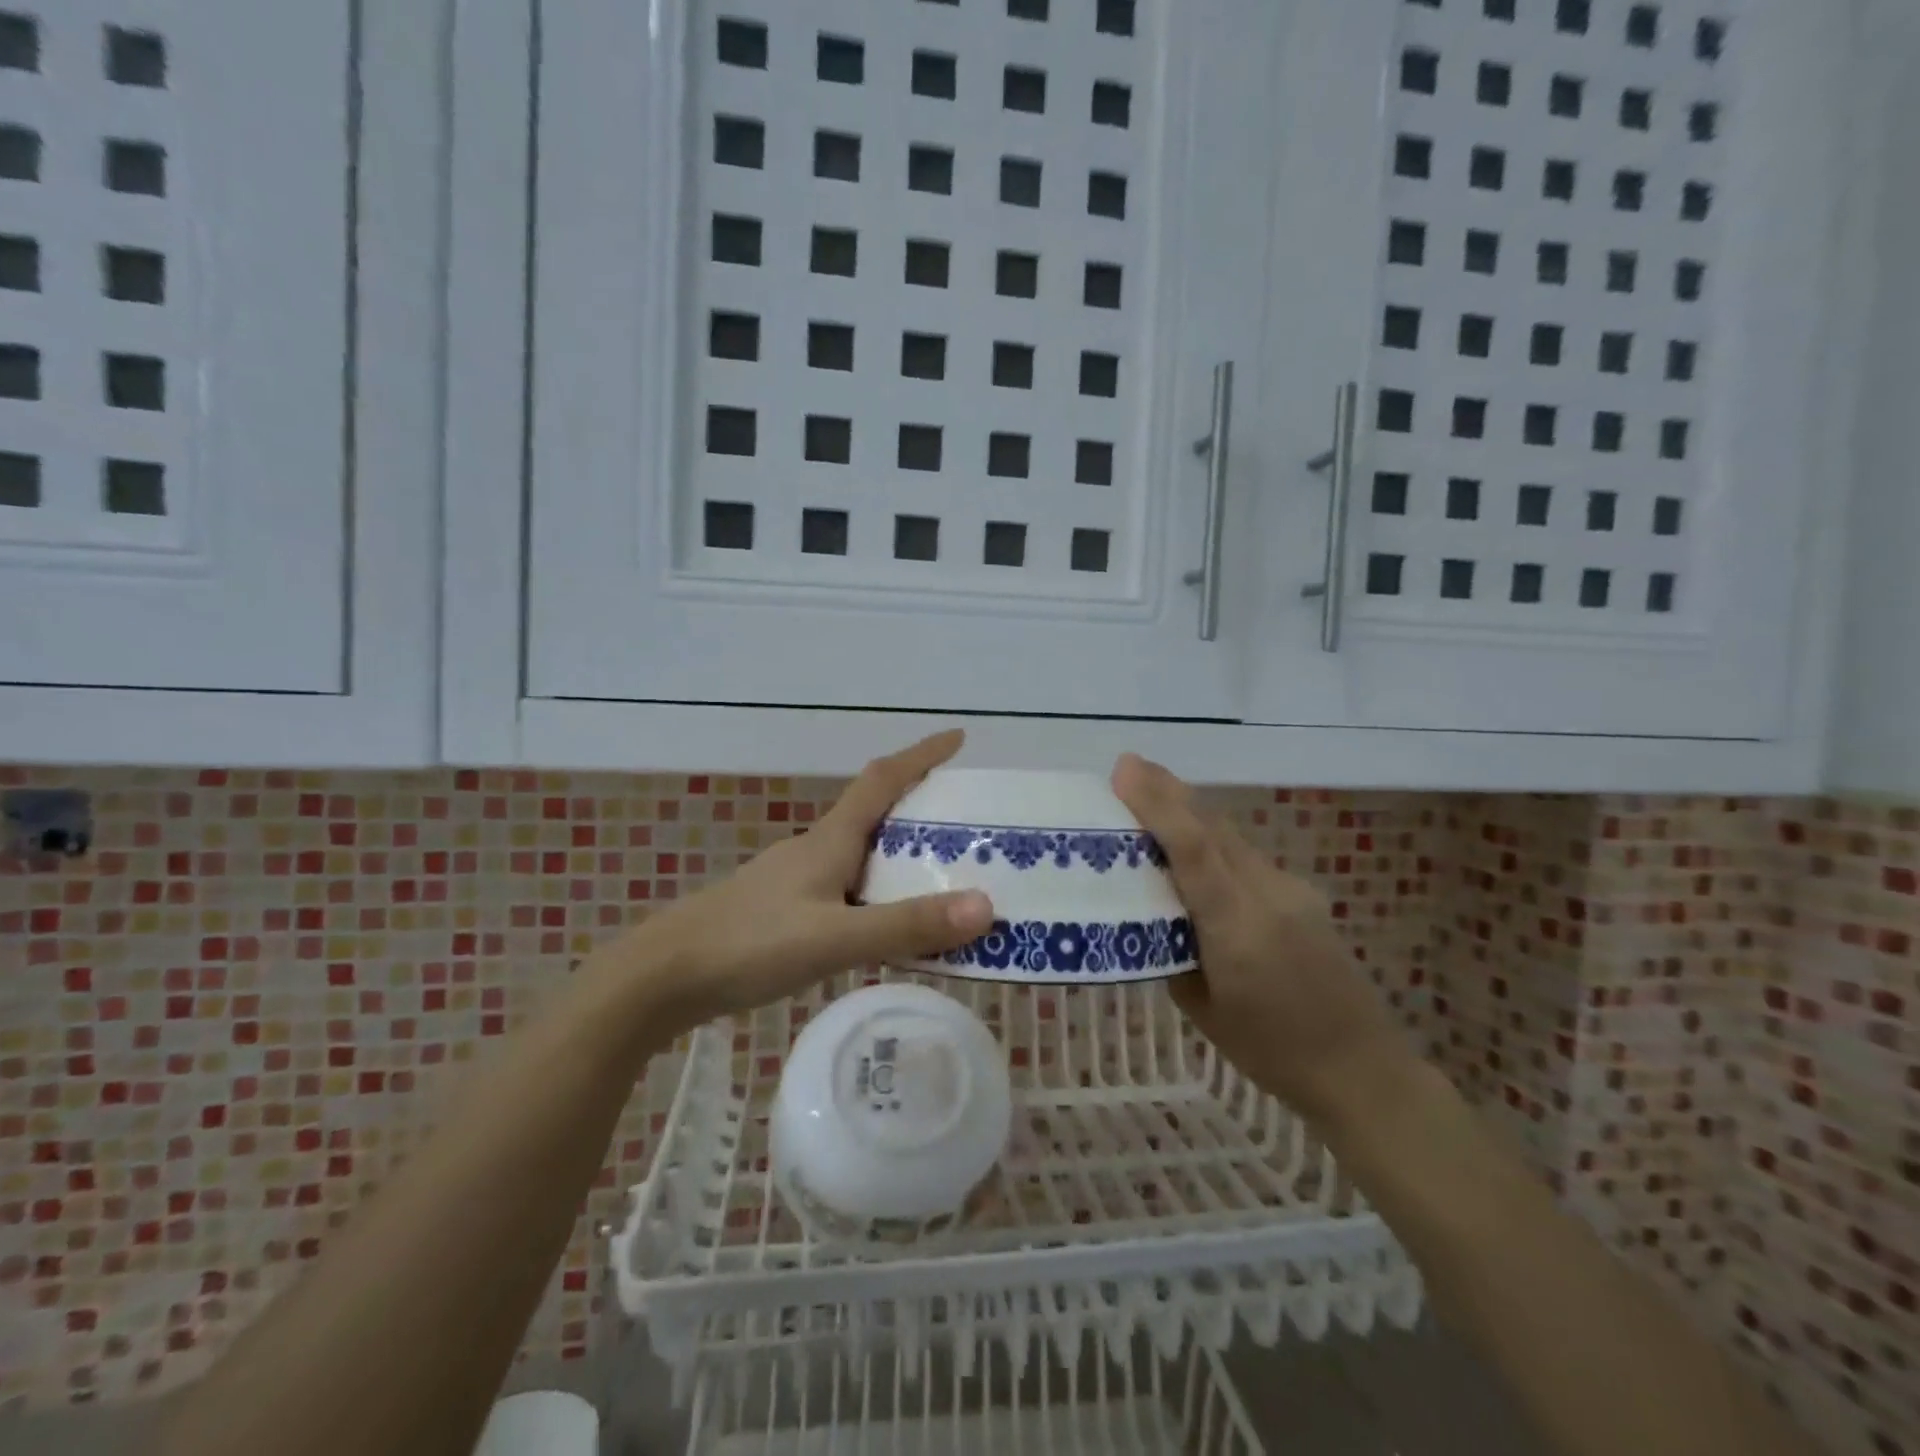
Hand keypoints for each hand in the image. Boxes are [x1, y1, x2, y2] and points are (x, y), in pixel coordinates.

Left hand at [613, 731, 993, 1035]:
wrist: (663, 977)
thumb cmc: (749, 944)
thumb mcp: (835, 938)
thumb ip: (906, 925)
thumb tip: (986, 906)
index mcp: (830, 840)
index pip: (883, 779)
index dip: (921, 755)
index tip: (958, 738)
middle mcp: (815, 849)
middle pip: (876, 815)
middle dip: (922, 810)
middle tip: (970, 827)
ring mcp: (796, 880)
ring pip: (861, 855)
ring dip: (901, 856)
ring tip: (943, 879)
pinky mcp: (783, 910)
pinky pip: (847, 889)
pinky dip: (878, 894)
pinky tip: (886, 926)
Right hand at [1111, 753, 1410, 1122]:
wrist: (1361, 1068)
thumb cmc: (1270, 1051)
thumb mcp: (1201, 1008)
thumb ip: (1171, 950)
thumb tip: (1150, 912)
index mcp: (1237, 927)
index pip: (1192, 848)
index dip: (1157, 803)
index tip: (1124, 770)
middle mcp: (1267, 894)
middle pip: (1212, 826)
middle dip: (1169, 791)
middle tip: (1128, 766)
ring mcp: (1291, 890)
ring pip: (1231, 836)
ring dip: (1190, 810)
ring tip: (1152, 793)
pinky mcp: (1302, 894)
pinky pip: (1246, 856)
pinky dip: (1213, 840)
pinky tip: (1195, 848)